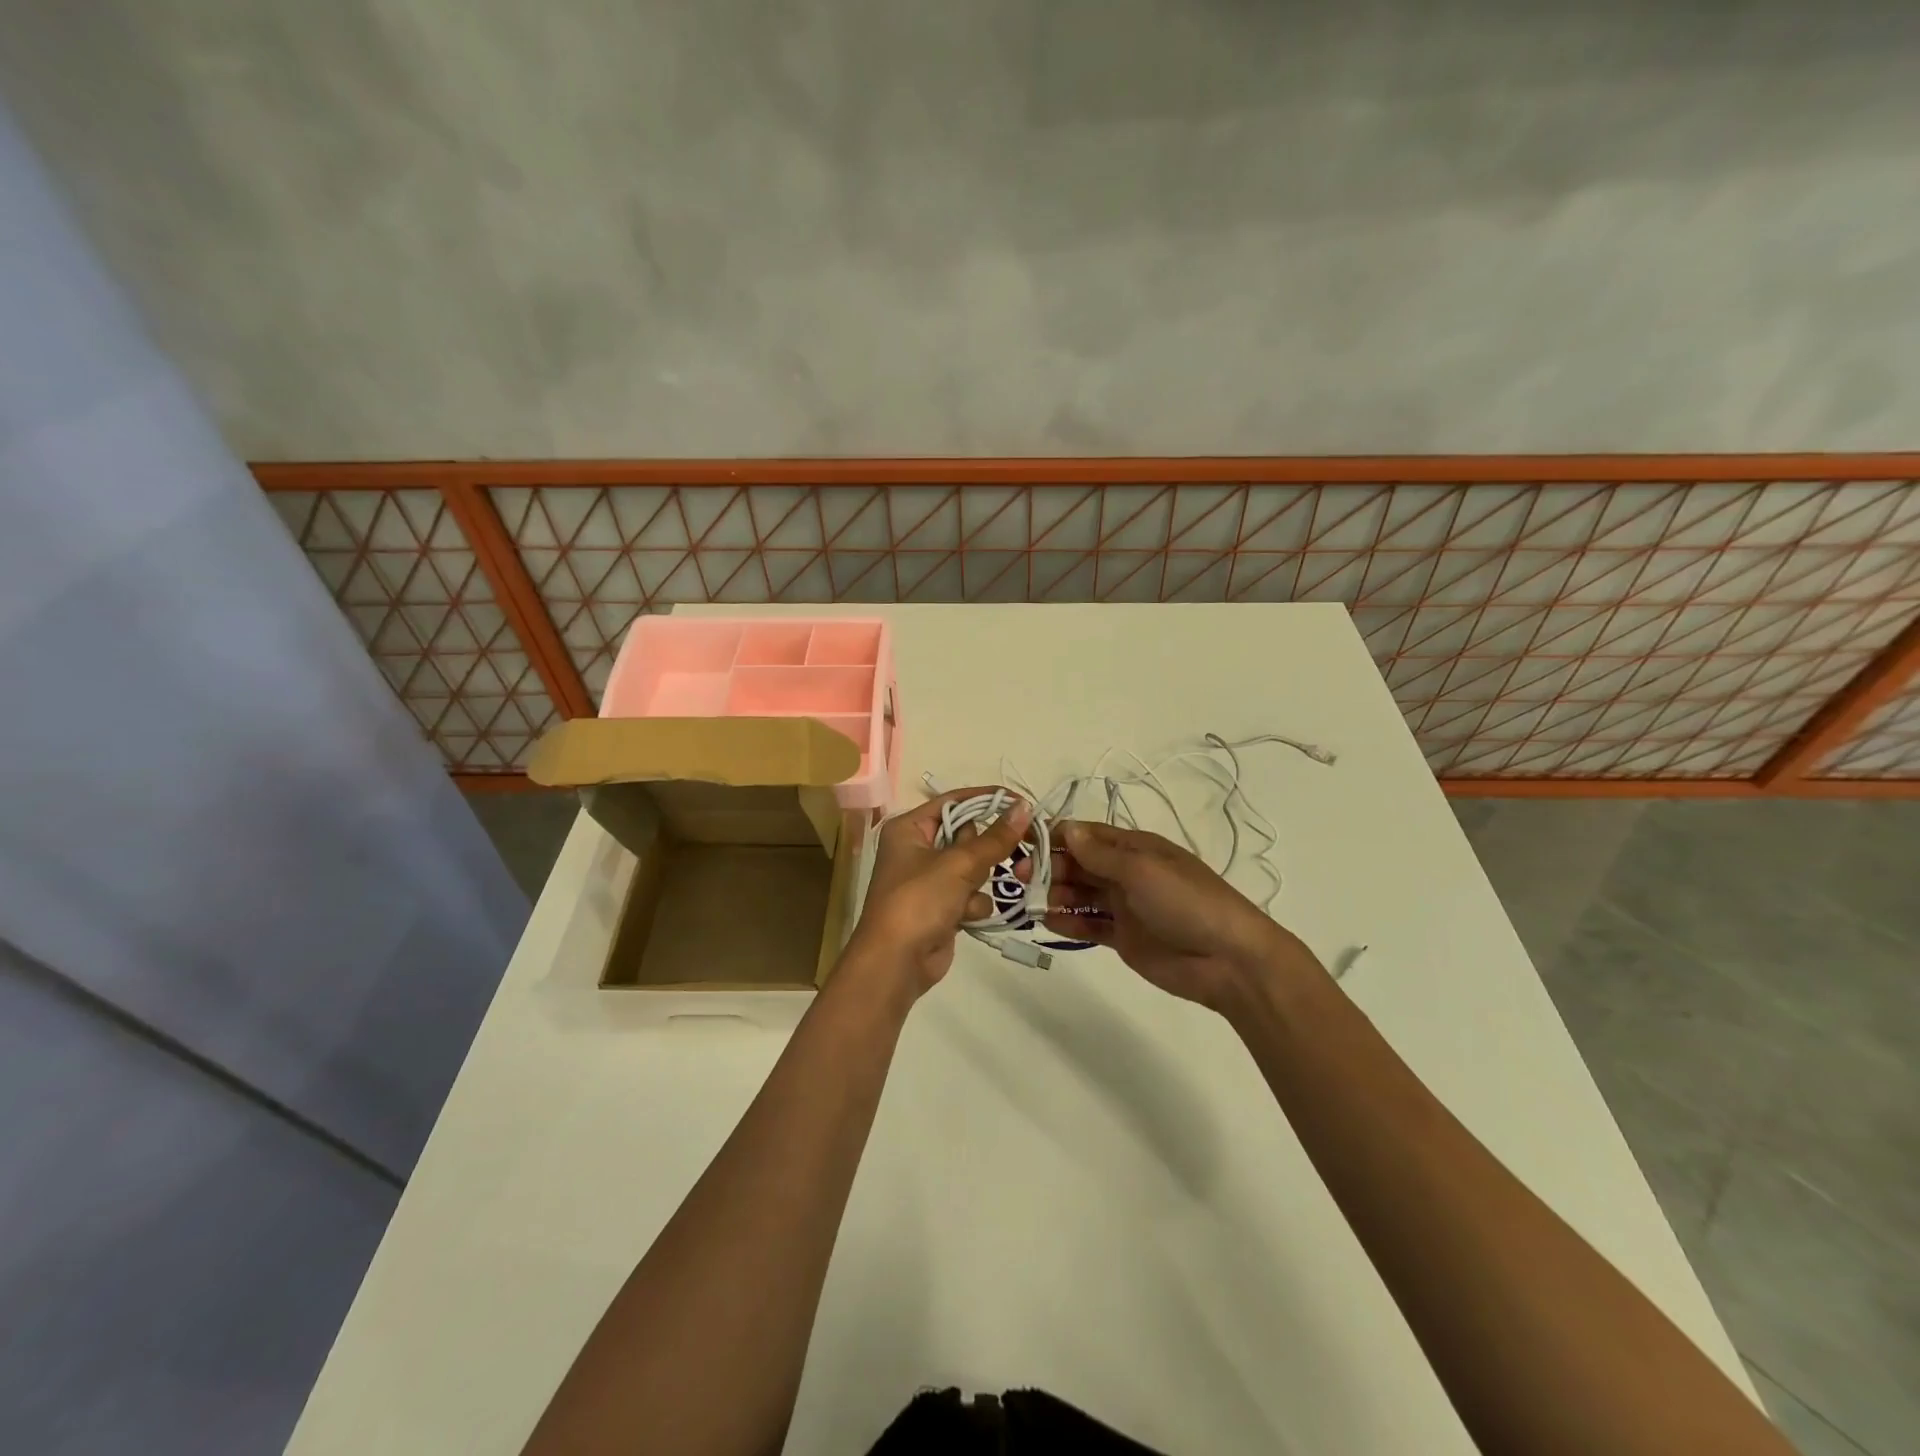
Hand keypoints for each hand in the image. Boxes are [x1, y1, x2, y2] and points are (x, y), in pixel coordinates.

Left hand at [840, 788, 1031, 998]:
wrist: (896, 962)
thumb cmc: (919, 900)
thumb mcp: (959, 864)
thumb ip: (995, 838)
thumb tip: (1024, 808)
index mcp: (909, 828)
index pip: (953, 801)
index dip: (987, 800)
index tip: (1022, 803)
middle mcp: (917, 850)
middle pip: (967, 835)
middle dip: (983, 851)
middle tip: (1004, 853)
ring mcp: (929, 881)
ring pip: (973, 867)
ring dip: (978, 882)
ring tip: (967, 895)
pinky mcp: (941, 907)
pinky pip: (970, 895)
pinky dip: (972, 905)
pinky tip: (965, 918)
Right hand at [1044, 819, 1321, 1012]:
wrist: (1228, 959)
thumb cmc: (1186, 901)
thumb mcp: (1142, 869)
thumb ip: (1100, 854)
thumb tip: (1066, 829)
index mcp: (1134, 847)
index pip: (1086, 835)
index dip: (1055, 837)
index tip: (1022, 844)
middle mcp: (1125, 872)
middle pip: (1078, 863)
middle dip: (1049, 867)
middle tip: (1019, 878)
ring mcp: (1124, 905)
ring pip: (1079, 893)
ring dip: (1055, 894)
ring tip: (1033, 902)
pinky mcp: (1122, 937)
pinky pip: (1088, 924)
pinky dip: (1067, 922)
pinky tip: (1047, 922)